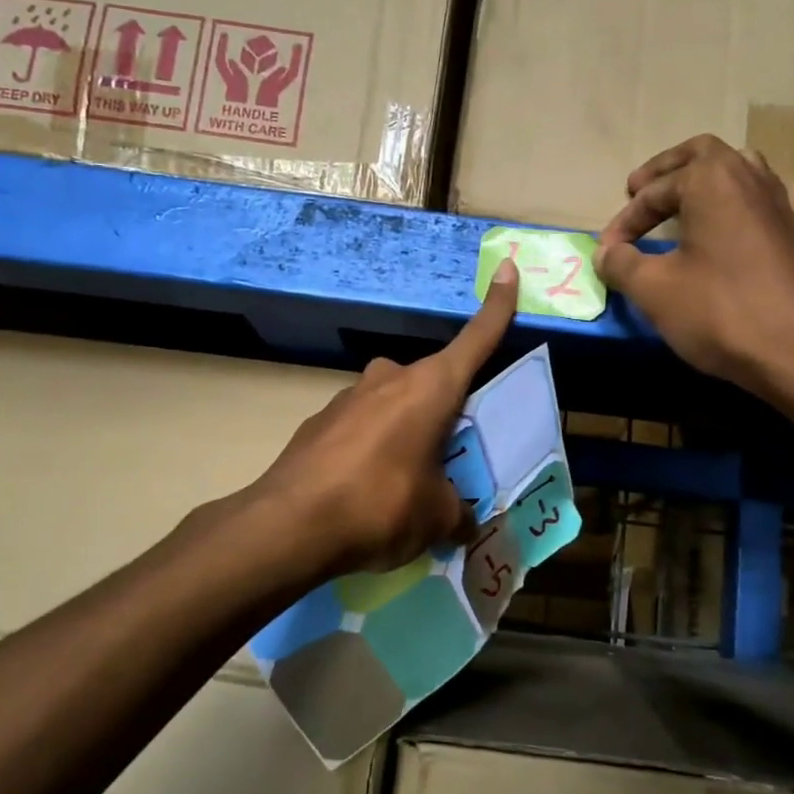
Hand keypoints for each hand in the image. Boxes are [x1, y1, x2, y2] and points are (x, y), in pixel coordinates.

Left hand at [246, 261, 519, 581]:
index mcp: (431, 387)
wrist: (287, 525)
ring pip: (394, 407)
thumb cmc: (381, 505)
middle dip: (445, 414)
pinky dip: (371, 451)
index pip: (476, 339)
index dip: (497, 306)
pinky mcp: (319, 421)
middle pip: (433, 384)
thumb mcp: (436, 516)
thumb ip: (457, 512)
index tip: (506, 268)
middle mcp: (391, 378)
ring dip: (406, 435)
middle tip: (451, 459)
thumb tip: (465, 524)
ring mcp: (349, 396)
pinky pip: (361, 430)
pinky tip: (364, 493)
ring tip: (405, 486)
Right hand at [594, 135, 793, 399]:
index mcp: (710, 179)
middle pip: (701, 155)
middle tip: (638, 192)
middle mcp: (749, 177)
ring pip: (742, 169)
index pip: (653, 193)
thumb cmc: (718, 311)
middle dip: (665, 173)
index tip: (607, 252)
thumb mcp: (653, 289)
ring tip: (686, 203)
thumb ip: (621, 264)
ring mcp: (782, 202)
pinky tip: (748, 217)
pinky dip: (754, 201)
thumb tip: (605, 253)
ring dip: (708, 181)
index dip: (624, 221)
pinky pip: (778, 198)